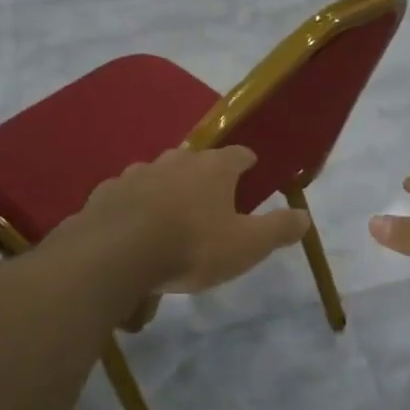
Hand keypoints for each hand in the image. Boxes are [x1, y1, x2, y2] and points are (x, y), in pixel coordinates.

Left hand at [73, 146, 310, 298]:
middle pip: (196, 160)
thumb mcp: (247, 246)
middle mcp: (175, 160)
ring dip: (166, 189)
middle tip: (210, 203)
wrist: (114, 255)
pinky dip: (133, 206)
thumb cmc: (191, 246)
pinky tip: (132, 228)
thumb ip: (278, 229)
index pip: (239, 154)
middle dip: (204, 176)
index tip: (252, 175)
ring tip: (169, 217)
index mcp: (214, 168)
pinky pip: (125, 195)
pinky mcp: (104, 193)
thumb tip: (305, 216)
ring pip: (158, 174)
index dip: (248, 164)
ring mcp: (136, 173)